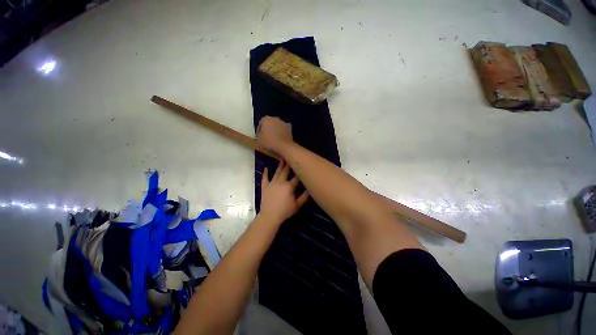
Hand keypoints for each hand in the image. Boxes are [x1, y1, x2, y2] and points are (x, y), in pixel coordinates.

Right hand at [257, 116, 293, 152]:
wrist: (284, 146)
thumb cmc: (269, 142)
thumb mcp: (258, 139)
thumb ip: (258, 134)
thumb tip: (261, 134)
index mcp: (266, 119)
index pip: (260, 123)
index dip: (259, 130)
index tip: (260, 137)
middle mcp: (275, 118)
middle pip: (269, 123)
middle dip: (268, 129)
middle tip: (267, 137)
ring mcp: (283, 122)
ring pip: (277, 126)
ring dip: (276, 130)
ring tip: (274, 139)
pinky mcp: (289, 128)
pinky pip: (283, 130)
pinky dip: (282, 133)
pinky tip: (281, 139)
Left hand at [259, 160, 308, 224]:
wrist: (270, 216)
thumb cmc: (285, 211)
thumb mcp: (297, 205)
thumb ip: (304, 196)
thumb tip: (309, 188)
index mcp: (289, 186)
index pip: (296, 177)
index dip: (300, 171)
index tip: (302, 165)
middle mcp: (281, 182)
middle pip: (286, 171)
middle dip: (289, 164)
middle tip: (291, 156)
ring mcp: (272, 183)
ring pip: (277, 172)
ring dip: (279, 165)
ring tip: (281, 158)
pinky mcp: (265, 186)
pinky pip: (264, 178)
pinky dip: (265, 173)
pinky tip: (265, 168)